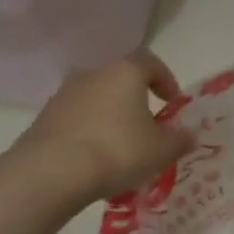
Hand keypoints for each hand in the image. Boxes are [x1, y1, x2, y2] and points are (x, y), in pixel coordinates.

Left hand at [16, 50, 196, 204]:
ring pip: (96, 100)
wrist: (52, 171)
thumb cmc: (118, 151)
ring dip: (110, 117)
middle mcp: (93, 74)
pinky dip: (88, 133)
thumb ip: (180, 140)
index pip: (150, 61)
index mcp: (125, 73)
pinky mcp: (44, 118)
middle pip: (120, 80)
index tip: (172, 102)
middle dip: (136, 101)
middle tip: (147, 128)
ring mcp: (64, 94)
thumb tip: (189, 135)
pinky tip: (94, 160)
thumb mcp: (161, 151)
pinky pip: (76, 120)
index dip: (165, 79)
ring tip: (120, 148)